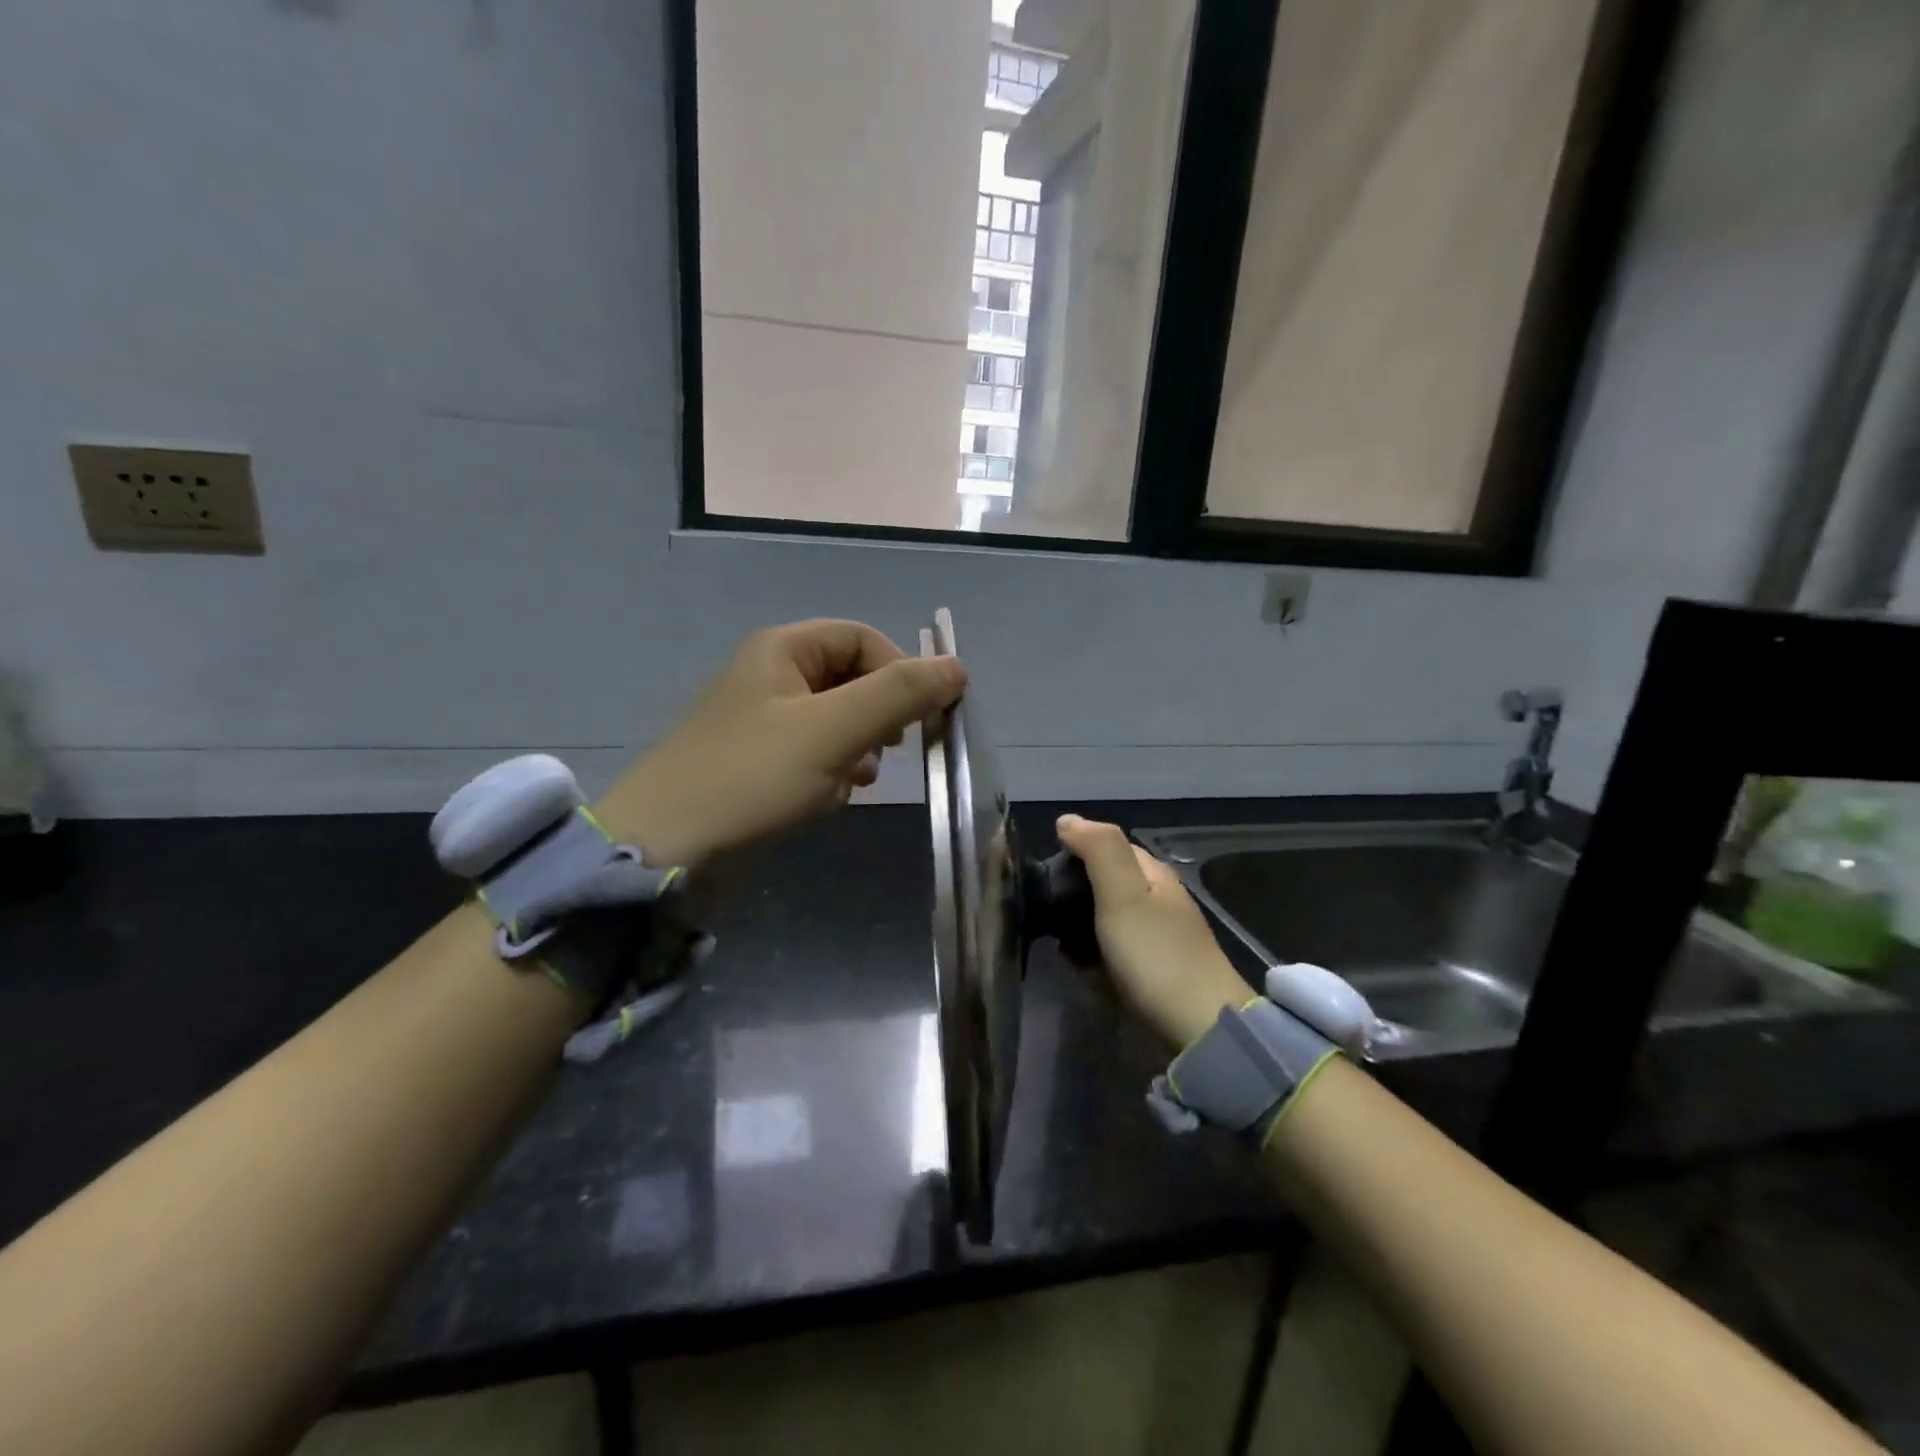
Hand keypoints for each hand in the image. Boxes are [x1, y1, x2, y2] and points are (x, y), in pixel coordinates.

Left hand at [597, 620, 966, 866]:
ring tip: (857, 779)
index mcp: (781, 650)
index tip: (920, 718)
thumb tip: (957, 667)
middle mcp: (770, 676)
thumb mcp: (833, 730)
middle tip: (890, 750)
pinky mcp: (757, 764)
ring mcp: (761, 722)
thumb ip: (899, 694)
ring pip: (836, 719)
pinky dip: (834, 770)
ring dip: (859, 746)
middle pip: (851, 677)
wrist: (666, 852)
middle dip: (878, 714)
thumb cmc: (751, 778)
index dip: (900, 670)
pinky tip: (832, 797)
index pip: (862, 638)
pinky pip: (814, 752)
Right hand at [1055, 814, 1251, 1049]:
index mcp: (1152, 873)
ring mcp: (1156, 937)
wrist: (1199, 1027)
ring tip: (1054, 942)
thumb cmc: (1155, 953)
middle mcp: (1156, 899)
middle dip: (1071, 895)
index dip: (1073, 853)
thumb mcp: (1123, 893)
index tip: (1043, 876)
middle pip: (1102, 884)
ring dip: (1077, 928)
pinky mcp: (1151, 971)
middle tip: (1043, 913)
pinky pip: (1110, 952)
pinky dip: (1091, 955)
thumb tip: (1067, 819)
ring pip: (1103, 920)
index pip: (1106, 846)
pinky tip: (1077, 967)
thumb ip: (1098, 849)